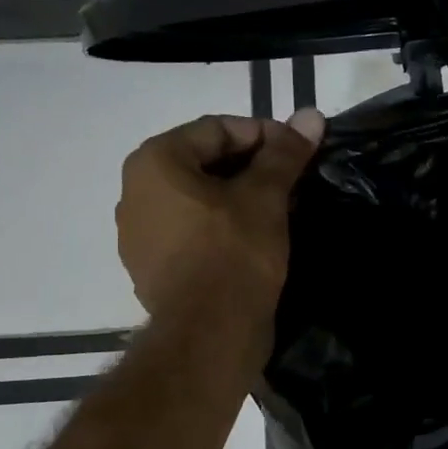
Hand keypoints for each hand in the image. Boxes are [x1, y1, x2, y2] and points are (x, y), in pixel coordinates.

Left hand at [116, 108, 324, 314]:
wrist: (210, 334)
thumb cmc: (234, 253)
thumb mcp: (266, 197)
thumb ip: (285, 153)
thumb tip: (311, 114)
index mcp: (154, 163)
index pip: (217, 129)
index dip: (264, 135)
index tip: (299, 152)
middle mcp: (136, 192)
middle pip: (204, 162)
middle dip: (252, 167)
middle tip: (293, 181)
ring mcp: (140, 234)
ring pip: (199, 199)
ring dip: (239, 198)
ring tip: (280, 210)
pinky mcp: (154, 268)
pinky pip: (193, 231)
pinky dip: (223, 227)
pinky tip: (255, 240)